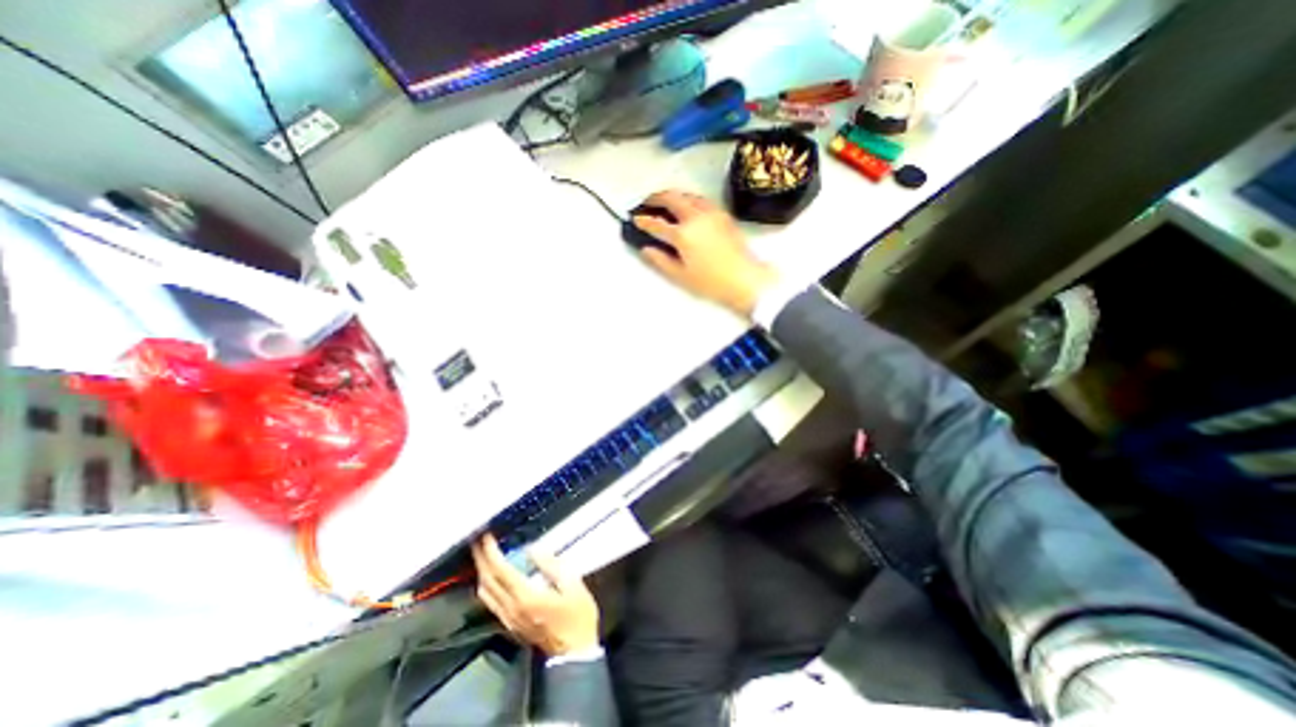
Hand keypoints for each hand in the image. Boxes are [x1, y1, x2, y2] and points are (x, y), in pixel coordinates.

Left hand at [473, 531, 603, 654]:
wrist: (574, 652)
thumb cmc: (577, 615)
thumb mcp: (572, 585)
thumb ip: (551, 565)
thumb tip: (533, 549)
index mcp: (526, 597)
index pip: (500, 571)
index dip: (491, 552)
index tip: (486, 536)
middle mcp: (511, 608)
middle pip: (487, 581)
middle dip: (480, 559)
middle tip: (478, 540)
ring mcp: (508, 619)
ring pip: (485, 594)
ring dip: (481, 572)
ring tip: (484, 554)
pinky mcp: (510, 624)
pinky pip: (491, 602)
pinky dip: (487, 584)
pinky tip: (493, 576)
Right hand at [631, 189, 771, 316]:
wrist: (744, 279)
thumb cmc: (711, 282)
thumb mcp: (681, 276)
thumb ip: (660, 261)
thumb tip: (646, 249)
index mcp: (683, 235)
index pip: (657, 224)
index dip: (643, 221)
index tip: (635, 219)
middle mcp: (695, 218)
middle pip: (671, 198)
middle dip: (656, 198)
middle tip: (647, 202)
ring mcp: (711, 213)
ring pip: (687, 195)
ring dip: (673, 195)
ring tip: (665, 202)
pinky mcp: (723, 214)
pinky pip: (701, 199)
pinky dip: (689, 199)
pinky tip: (687, 207)